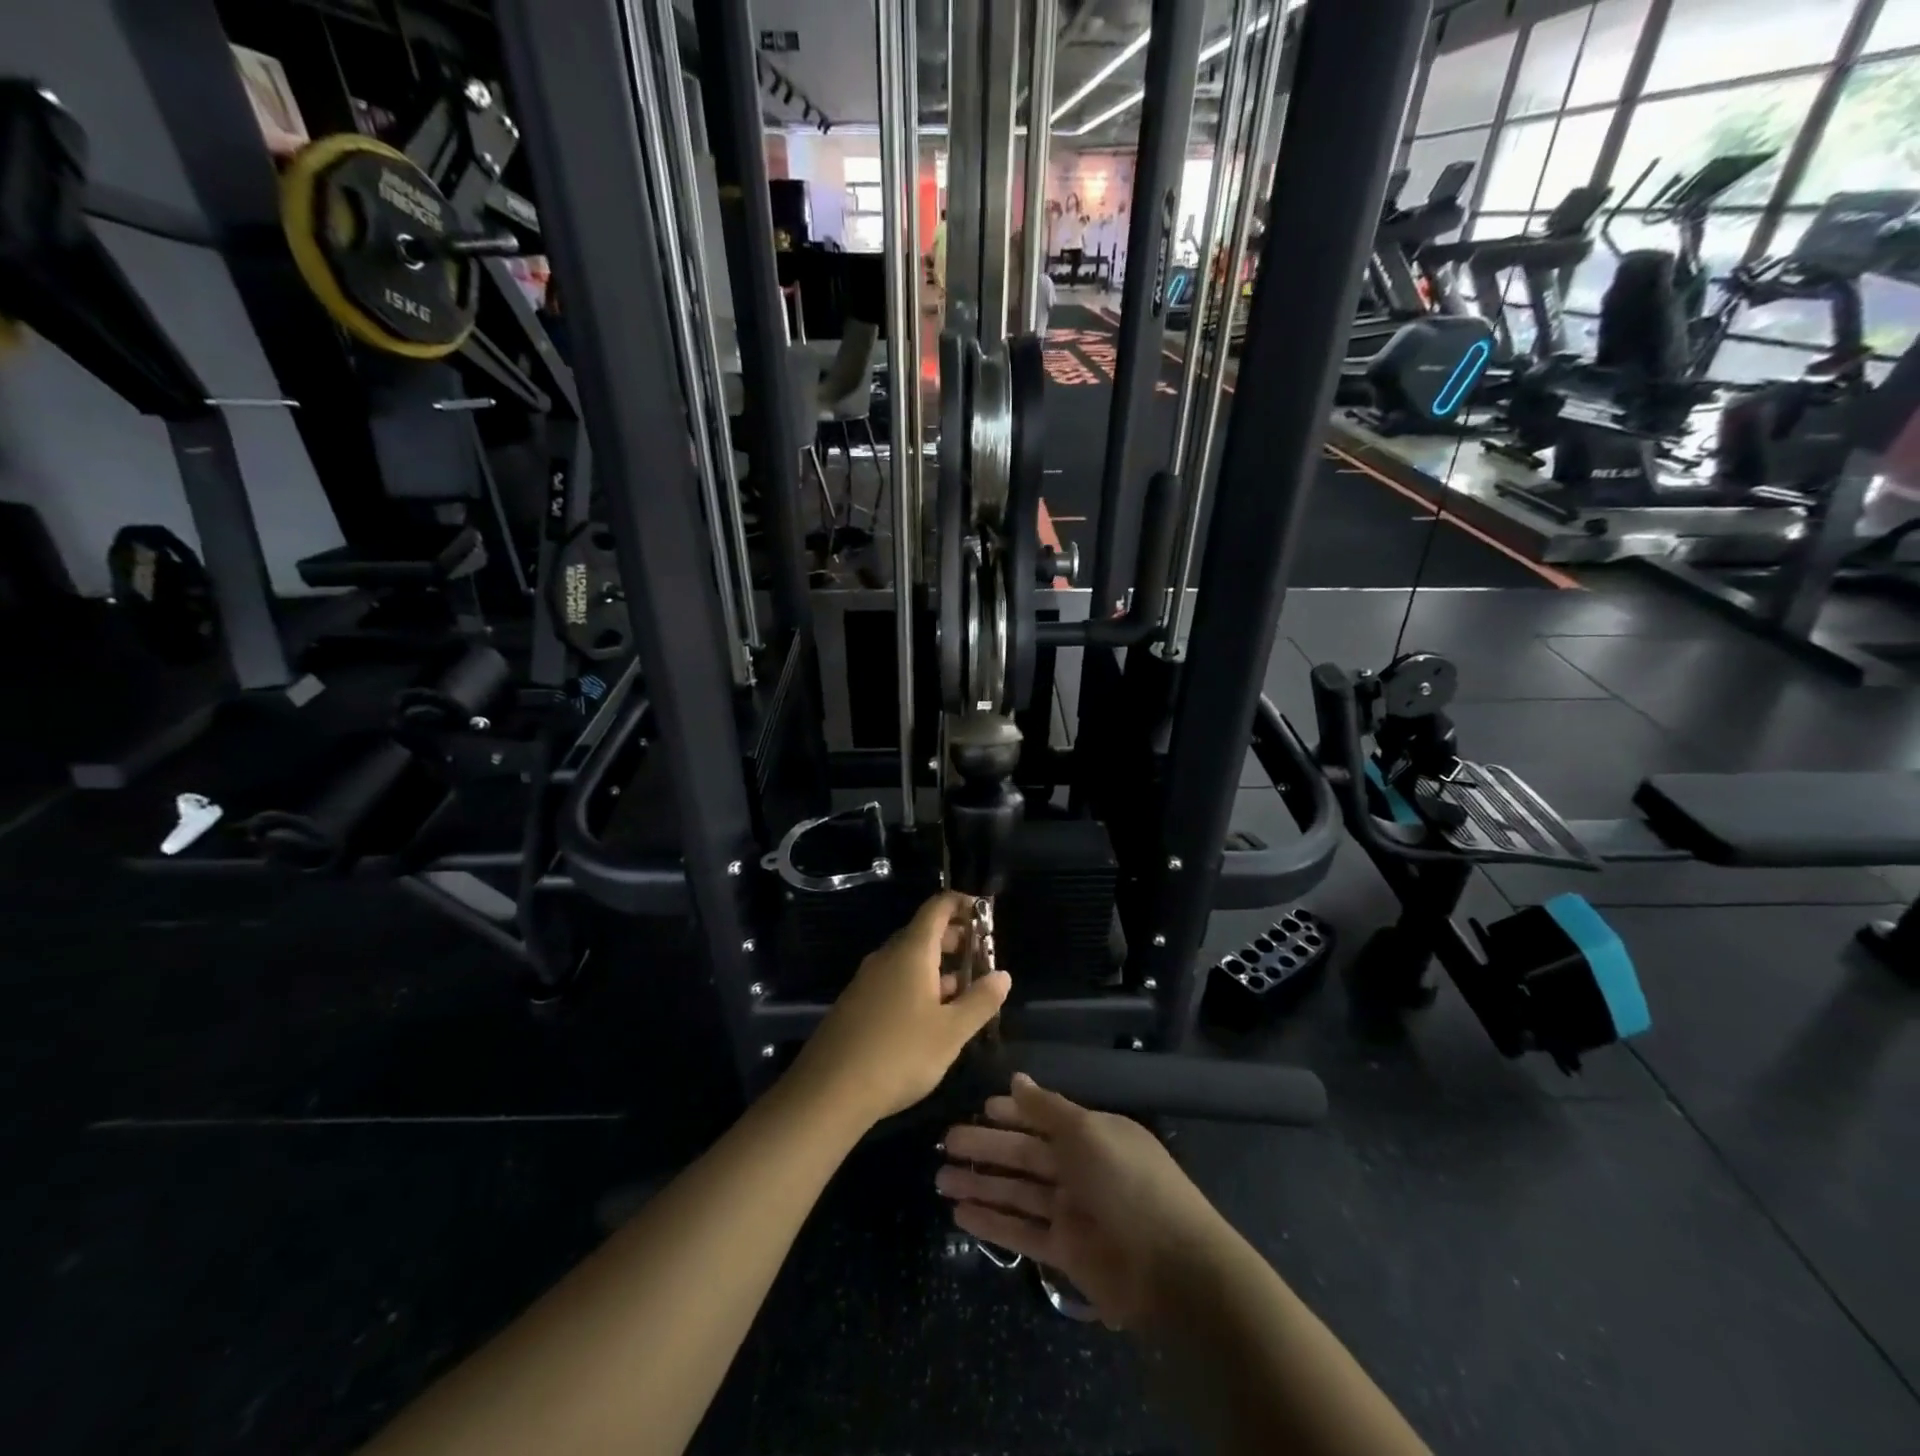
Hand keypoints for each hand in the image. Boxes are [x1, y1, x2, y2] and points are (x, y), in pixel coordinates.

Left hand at [789, 892, 1009, 1129]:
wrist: (828, 1091)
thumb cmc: (899, 1054)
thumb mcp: (951, 1032)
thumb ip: (981, 1001)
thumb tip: (1003, 975)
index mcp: (911, 952)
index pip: (937, 908)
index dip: (962, 904)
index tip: (985, 914)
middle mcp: (886, 957)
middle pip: (923, 933)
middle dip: (955, 940)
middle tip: (982, 959)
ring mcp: (867, 981)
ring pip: (908, 960)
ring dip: (938, 968)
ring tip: (964, 992)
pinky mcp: (856, 1004)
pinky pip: (893, 981)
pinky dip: (918, 985)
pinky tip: (930, 1018)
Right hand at [936, 1075, 1228, 1330]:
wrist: (1174, 1268)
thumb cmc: (1128, 1183)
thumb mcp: (1087, 1132)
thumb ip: (1046, 1108)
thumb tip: (1015, 1079)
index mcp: (1091, 1135)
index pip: (1043, 1119)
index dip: (1011, 1113)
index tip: (978, 1108)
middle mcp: (1079, 1169)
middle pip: (1023, 1155)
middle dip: (985, 1149)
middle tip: (944, 1143)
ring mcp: (1071, 1212)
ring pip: (1016, 1192)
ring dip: (980, 1185)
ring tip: (939, 1179)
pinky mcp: (1064, 1252)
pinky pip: (1021, 1231)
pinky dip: (992, 1222)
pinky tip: (959, 1215)